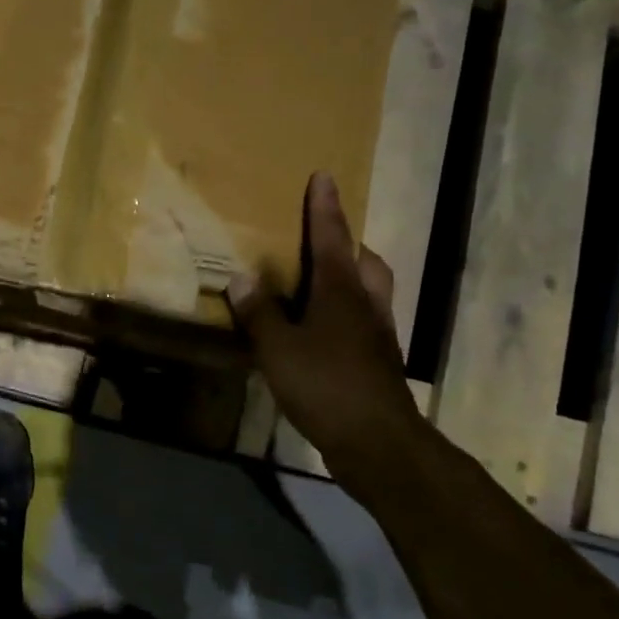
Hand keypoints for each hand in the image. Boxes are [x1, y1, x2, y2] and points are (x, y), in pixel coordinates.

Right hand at [227, 172, 425, 468]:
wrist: (376, 441)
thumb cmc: (325, 384)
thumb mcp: (278, 349)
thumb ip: (259, 313)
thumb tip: (240, 278)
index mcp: (341, 291)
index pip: (331, 238)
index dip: (324, 207)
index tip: (324, 176)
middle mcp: (366, 305)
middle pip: (365, 262)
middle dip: (348, 244)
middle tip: (325, 241)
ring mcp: (377, 335)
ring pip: (371, 292)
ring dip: (352, 279)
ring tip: (323, 284)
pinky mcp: (379, 363)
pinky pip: (365, 323)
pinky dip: (348, 315)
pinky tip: (324, 333)